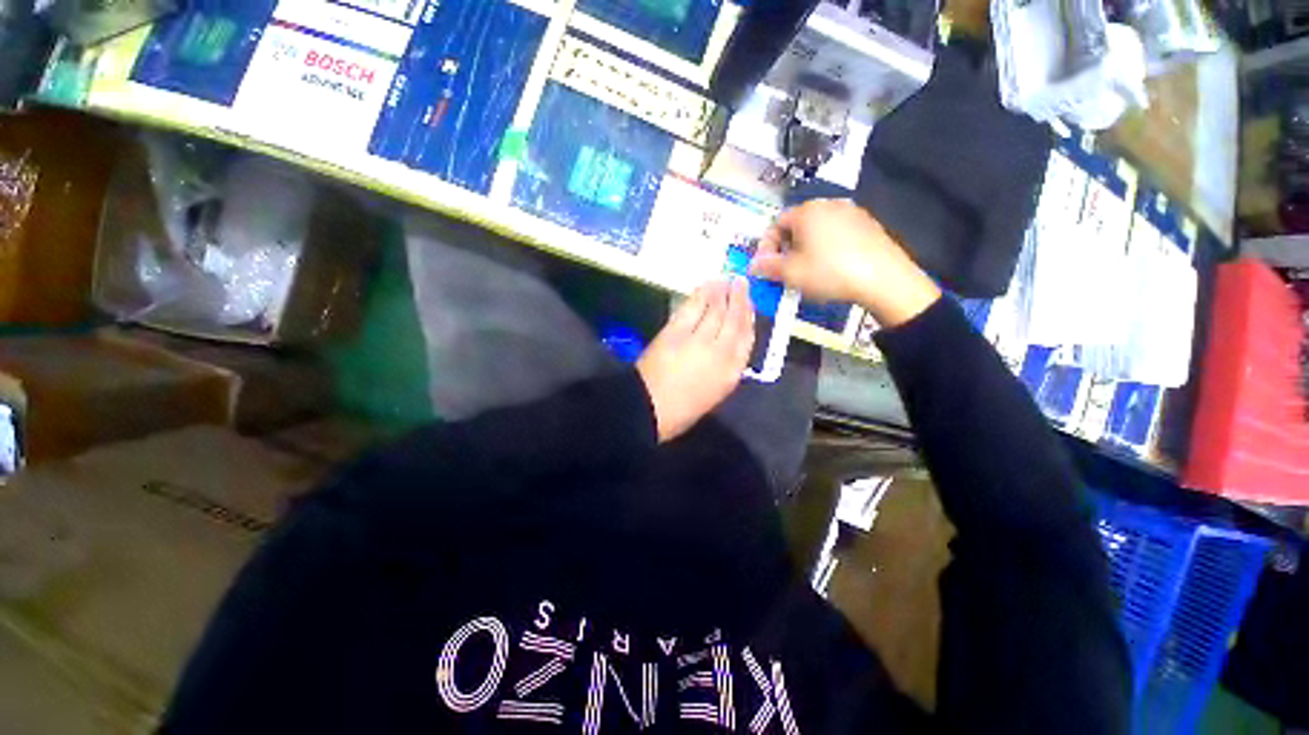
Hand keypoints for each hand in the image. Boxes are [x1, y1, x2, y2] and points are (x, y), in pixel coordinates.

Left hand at [637, 278, 753, 442]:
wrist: (648, 409)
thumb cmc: (682, 409)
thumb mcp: (713, 393)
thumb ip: (724, 368)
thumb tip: (726, 343)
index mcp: (731, 373)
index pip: (747, 339)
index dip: (749, 318)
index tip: (750, 304)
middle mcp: (721, 352)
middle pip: (734, 319)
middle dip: (739, 299)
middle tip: (741, 282)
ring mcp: (698, 339)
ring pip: (715, 310)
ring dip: (722, 292)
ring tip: (726, 279)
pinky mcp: (676, 331)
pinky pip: (693, 308)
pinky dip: (701, 295)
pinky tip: (706, 286)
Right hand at [751, 198, 940, 327]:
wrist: (883, 279)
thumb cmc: (829, 272)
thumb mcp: (790, 273)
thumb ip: (767, 267)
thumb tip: (753, 265)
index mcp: (807, 211)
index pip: (776, 224)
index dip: (767, 247)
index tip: (767, 268)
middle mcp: (829, 204)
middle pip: (797, 225)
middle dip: (786, 248)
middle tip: (786, 272)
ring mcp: (852, 212)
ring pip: (818, 230)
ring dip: (806, 249)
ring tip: (808, 272)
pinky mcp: (869, 225)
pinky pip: (837, 234)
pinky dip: (827, 248)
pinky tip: (832, 268)